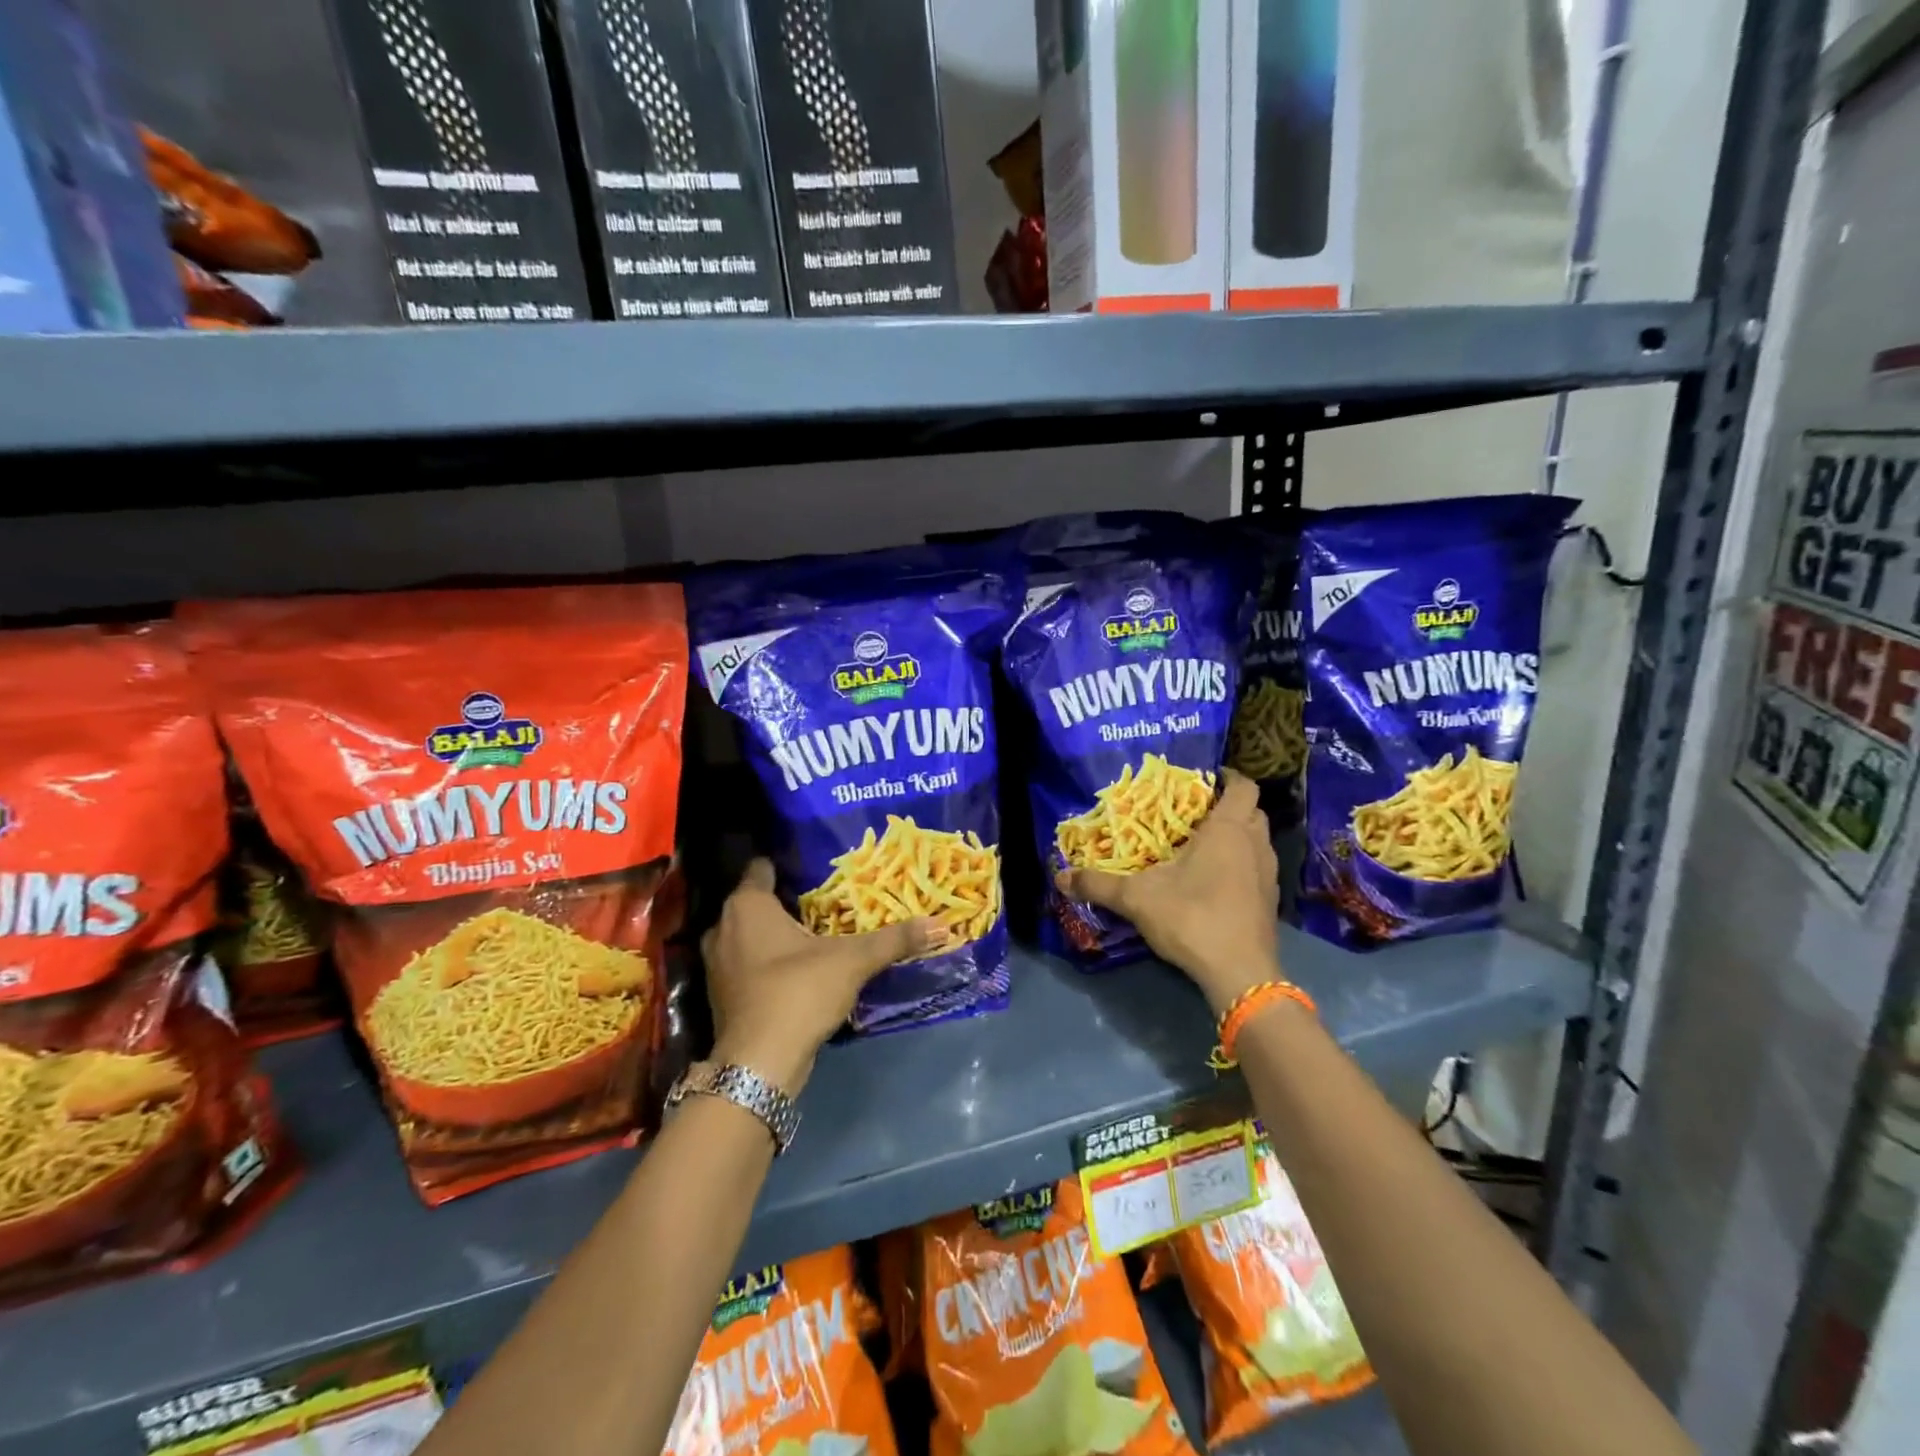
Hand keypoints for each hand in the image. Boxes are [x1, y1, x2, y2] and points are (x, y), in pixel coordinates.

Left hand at [700, 859, 936, 1095]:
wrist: (758, 1065)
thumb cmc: (798, 992)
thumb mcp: (852, 961)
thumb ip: (893, 939)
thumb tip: (938, 924)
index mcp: (747, 906)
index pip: (762, 869)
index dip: (788, 866)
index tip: (817, 870)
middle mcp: (723, 927)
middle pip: (757, 903)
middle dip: (787, 903)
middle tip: (826, 902)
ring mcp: (717, 964)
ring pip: (750, 936)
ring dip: (776, 936)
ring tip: (816, 935)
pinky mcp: (722, 995)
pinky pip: (748, 964)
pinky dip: (768, 963)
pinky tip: (797, 970)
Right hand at [1056, 769, 1279, 1013]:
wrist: (1239, 973)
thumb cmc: (1192, 917)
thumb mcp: (1136, 899)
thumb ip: (1098, 885)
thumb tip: (1060, 877)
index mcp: (1228, 830)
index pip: (1243, 786)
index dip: (1229, 777)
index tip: (1205, 778)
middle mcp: (1254, 845)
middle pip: (1253, 811)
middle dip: (1230, 806)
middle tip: (1196, 812)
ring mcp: (1268, 875)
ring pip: (1258, 841)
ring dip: (1238, 837)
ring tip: (1203, 845)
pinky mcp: (1270, 902)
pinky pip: (1258, 868)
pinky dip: (1242, 865)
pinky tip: (1216, 881)